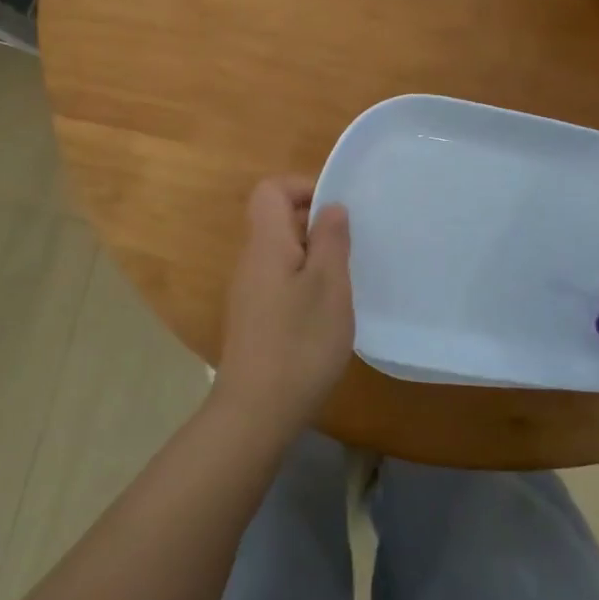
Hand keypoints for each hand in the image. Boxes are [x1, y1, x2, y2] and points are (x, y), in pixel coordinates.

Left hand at [212, 176, 354, 438]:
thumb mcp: (329, 285)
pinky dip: (303, 283)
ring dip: (313, 256)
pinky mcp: (254, 319)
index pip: (271, 190)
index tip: (337, 212)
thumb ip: (331, 239)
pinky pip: (279, 281)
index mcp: (266, 244)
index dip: (303, 188)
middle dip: (315, 224)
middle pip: (276, 219)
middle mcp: (251, 261)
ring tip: (343, 281)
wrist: (256, 411)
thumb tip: (330, 207)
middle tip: (349, 248)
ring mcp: (248, 292)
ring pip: (281, 252)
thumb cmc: (299, 342)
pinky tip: (325, 313)